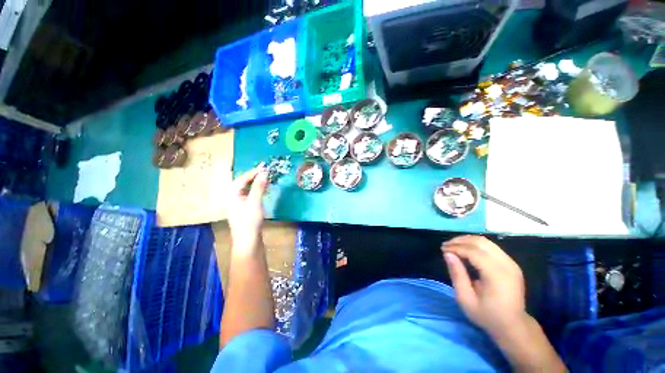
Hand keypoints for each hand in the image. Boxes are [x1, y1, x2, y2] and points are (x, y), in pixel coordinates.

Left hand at [227, 165, 268, 247]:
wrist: (248, 240)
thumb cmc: (249, 221)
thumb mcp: (255, 202)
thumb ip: (259, 187)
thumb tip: (264, 173)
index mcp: (232, 195)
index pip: (242, 179)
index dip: (253, 172)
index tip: (264, 166)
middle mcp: (233, 198)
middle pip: (243, 183)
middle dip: (254, 176)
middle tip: (264, 170)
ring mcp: (238, 204)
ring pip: (247, 189)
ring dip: (256, 182)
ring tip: (265, 177)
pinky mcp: (245, 209)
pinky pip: (250, 195)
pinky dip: (257, 190)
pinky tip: (263, 190)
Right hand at [442, 235, 526, 335]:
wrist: (513, 326)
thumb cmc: (487, 315)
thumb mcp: (466, 299)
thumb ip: (457, 275)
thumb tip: (447, 254)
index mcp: (497, 275)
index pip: (474, 252)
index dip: (456, 247)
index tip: (442, 249)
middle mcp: (507, 265)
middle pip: (481, 242)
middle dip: (460, 241)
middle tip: (446, 245)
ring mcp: (511, 263)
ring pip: (486, 242)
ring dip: (467, 241)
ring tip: (453, 246)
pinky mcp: (511, 263)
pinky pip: (491, 247)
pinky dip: (475, 245)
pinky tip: (465, 250)